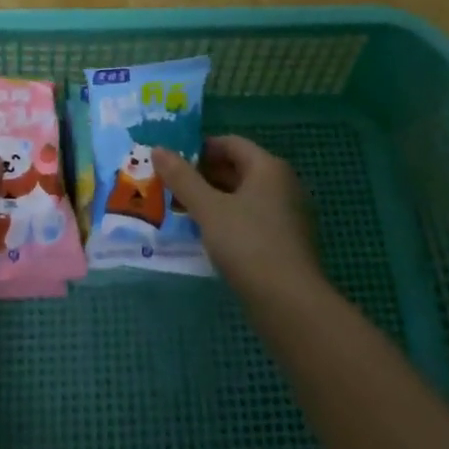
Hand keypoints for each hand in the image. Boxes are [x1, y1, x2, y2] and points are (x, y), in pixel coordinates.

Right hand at [153, 135, 321, 297]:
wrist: (291, 305)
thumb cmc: (248, 244)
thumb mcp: (208, 208)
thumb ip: (182, 178)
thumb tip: (157, 149)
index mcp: (268, 167)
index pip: (230, 143)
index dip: (199, 148)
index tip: (172, 162)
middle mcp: (283, 184)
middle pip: (238, 169)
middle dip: (204, 176)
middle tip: (171, 187)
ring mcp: (288, 215)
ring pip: (244, 196)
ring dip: (214, 200)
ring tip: (182, 211)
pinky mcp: (287, 243)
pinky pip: (253, 219)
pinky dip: (229, 221)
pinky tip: (208, 236)